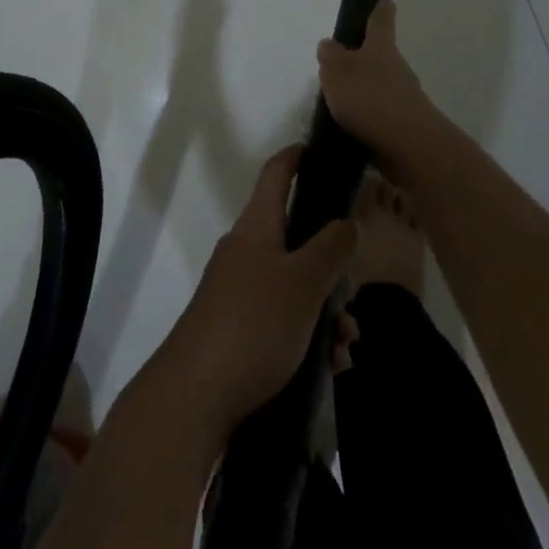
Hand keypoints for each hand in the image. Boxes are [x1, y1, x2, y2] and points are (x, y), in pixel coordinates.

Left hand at [155, 146, 357, 440]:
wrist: (194, 398)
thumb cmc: (253, 325)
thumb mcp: (303, 282)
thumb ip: (331, 247)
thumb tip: (347, 221)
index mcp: (256, 227)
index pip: (276, 173)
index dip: (297, 157)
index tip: (321, 150)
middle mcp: (246, 251)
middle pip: (296, 238)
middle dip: (332, 265)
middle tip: (354, 295)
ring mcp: (239, 291)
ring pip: (295, 285)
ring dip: (326, 311)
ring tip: (346, 348)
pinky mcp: (239, 330)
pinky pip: (284, 320)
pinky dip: (310, 336)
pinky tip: (331, 367)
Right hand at [316, 0, 447, 176]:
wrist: (409, 146)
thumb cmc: (369, 98)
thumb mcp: (337, 72)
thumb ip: (330, 57)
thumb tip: (330, 44)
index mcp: (381, 49)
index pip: (381, 22)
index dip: (381, 10)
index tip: (386, 0)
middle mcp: (396, 70)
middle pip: (382, 57)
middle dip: (367, 58)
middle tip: (345, 63)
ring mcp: (404, 100)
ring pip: (382, 88)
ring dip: (365, 92)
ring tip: (340, 102)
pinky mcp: (404, 128)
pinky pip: (381, 116)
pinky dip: (367, 119)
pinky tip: (350, 129)